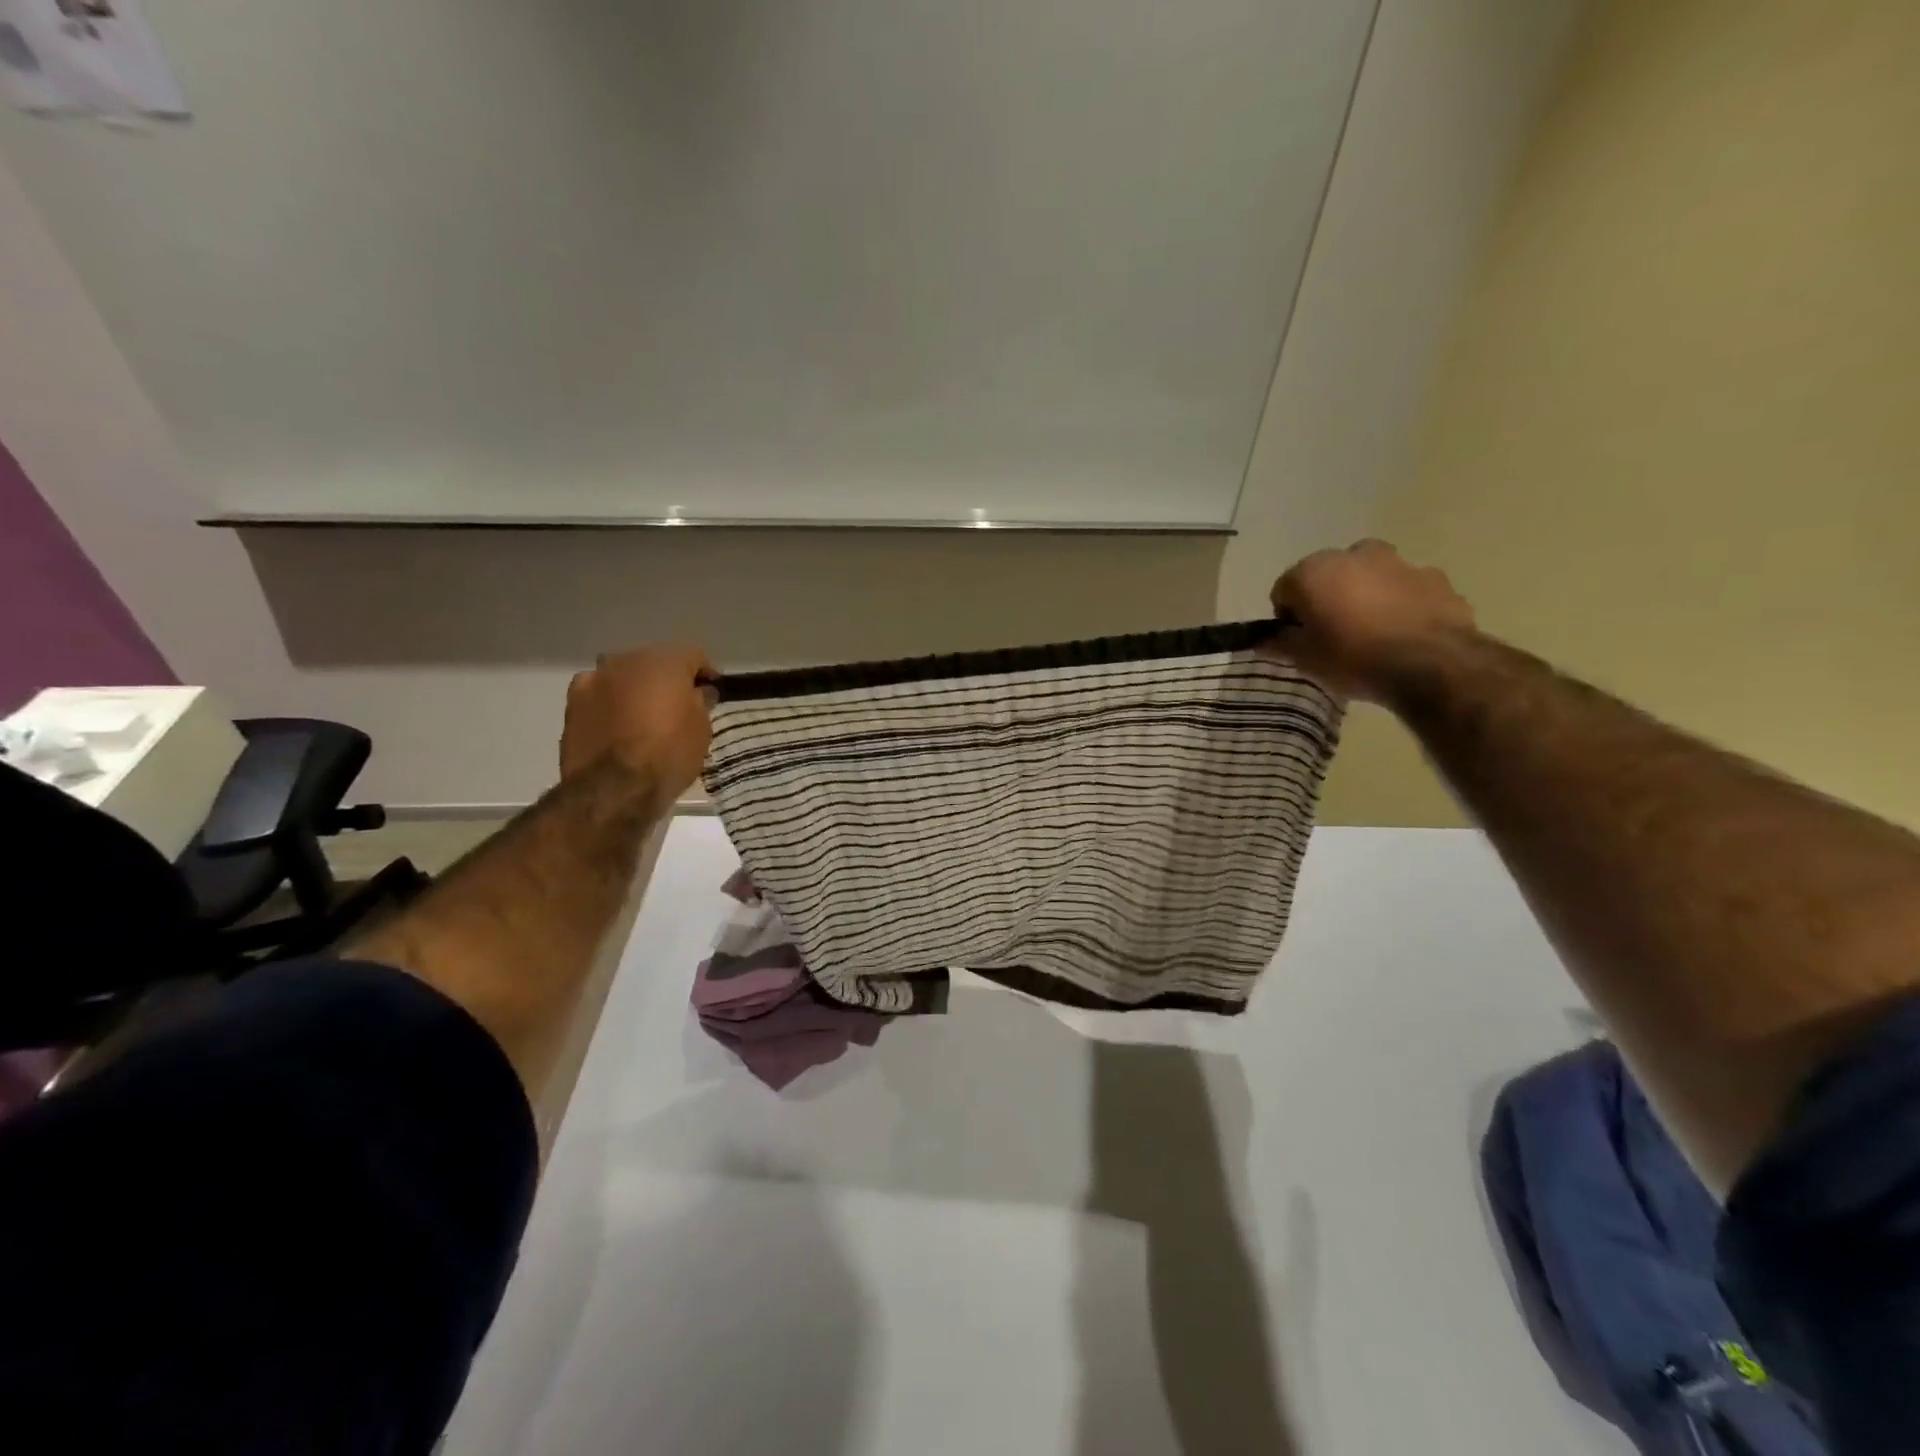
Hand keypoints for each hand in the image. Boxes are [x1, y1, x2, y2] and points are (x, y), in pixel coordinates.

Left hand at [561, 644, 714, 803]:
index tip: (712, 693)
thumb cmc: (668, 755)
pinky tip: (618, 725)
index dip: (706, 673)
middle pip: (655, 662)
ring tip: (646, 716)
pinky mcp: (572, 703)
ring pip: (625, 676)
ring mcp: (595, 679)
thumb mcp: (702, 729)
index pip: (694, 655)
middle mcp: (627, 660)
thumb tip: (698, 692)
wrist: (613, 789)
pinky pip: (600, 694)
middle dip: (669, 679)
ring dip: (637, 689)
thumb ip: (701, 701)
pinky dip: (611, 703)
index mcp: (664, 661)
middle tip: (680, 705)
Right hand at [1269, 541, 1475, 703]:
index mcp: (1314, 570)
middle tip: (1334, 634)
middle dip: (1327, 598)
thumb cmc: (1352, 657)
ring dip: (1365, 596)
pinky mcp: (1435, 577)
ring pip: (1370, 577)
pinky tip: (1403, 634)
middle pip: (1329, 575)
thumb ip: (1279, 644)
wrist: (1431, 664)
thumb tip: (1262, 640)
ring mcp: (1399, 562)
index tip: (1299, 640)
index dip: (1288, 616)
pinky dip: (1400, 604)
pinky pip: (1405, 588)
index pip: (1284, 589)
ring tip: (1372, 634)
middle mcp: (1354, 555)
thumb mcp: (1305, 659)